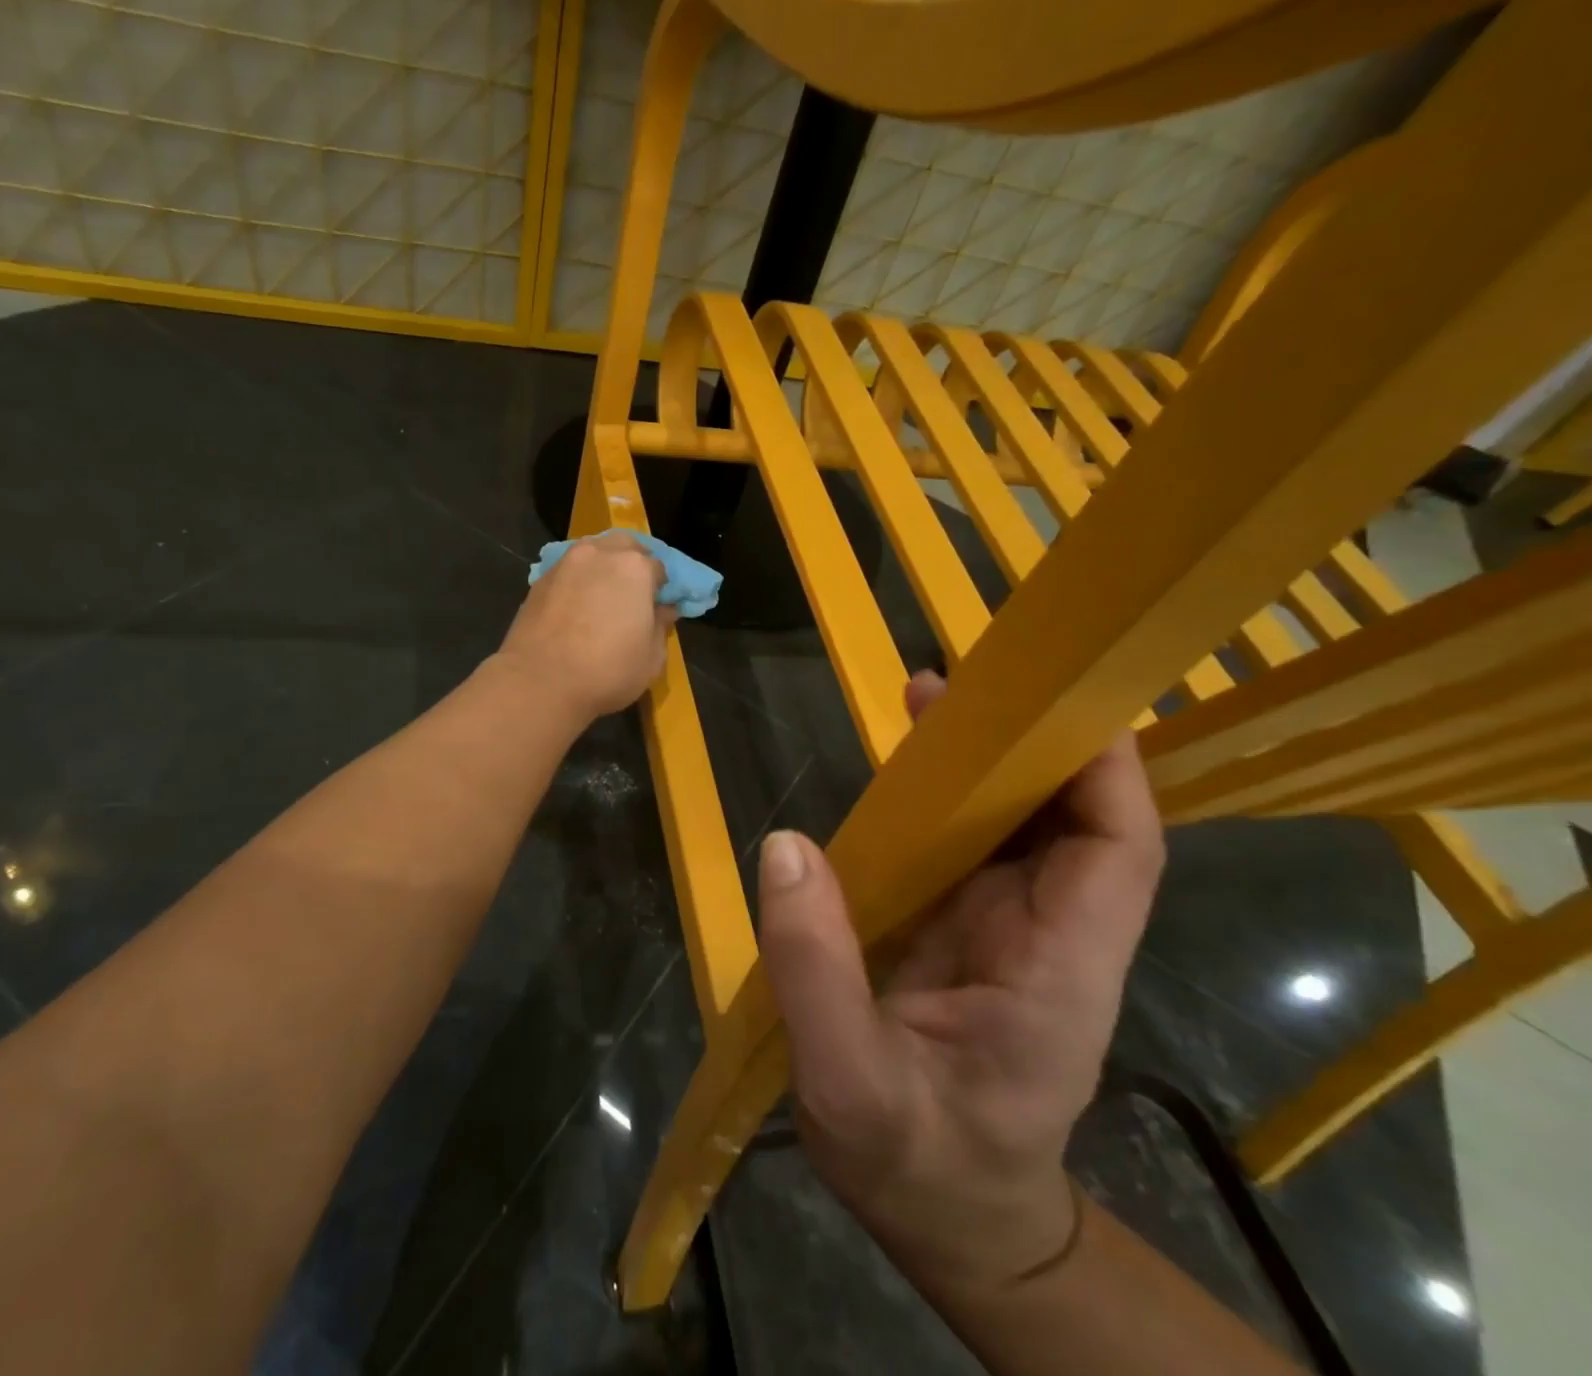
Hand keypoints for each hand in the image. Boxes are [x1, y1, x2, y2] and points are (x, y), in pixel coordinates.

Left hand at [497, 533, 677, 719]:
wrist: (539, 681)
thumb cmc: (607, 671)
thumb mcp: (651, 658)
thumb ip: (661, 626)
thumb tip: (663, 609)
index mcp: (635, 568)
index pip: (659, 567)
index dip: (661, 588)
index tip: (658, 607)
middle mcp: (600, 554)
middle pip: (624, 546)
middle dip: (633, 563)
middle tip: (633, 594)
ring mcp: (566, 563)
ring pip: (593, 552)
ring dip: (603, 567)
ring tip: (602, 596)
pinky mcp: (540, 579)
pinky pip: (568, 570)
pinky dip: (578, 580)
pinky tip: (576, 605)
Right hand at [757, 670, 1164, 1289]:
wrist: (946, 1218)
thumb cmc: (917, 1166)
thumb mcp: (848, 1085)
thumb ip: (816, 970)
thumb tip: (786, 846)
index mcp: (1057, 975)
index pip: (1118, 854)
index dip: (1105, 772)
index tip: (1060, 700)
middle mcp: (1050, 938)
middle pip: (1074, 821)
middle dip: (1031, 743)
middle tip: (963, 685)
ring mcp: (1009, 930)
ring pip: (1021, 825)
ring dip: (987, 759)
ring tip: (926, 703)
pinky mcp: (969, 929)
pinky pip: (970, 844)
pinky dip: (948, 795)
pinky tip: (904, 766)